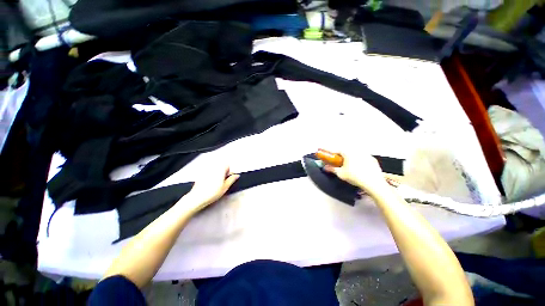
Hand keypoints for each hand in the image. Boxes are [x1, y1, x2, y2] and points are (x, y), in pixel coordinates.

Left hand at [183, 165, 239, 212]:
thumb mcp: (225, 187)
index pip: (227, 165)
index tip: (228, 178)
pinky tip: (210, 186)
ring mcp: (206, 171)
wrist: (197, 198)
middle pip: (221, 167)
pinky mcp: (201, 176)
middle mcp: (212, 168)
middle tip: (223, 182)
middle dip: (223, 173)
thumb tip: (236, 175)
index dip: (229, 172)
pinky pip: (209, 174)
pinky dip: (211, 178)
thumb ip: (232, 179)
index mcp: (220, 169)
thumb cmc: (211, 193)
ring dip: (217, 175)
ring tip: (216, 185)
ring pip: (215, 171)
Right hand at [323, 149, 389, 194]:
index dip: (329, 151)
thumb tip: (326, 167)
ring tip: (348, 165)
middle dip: (340, 155)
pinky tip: (359, 168)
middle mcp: (357, 151)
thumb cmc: (356, 177)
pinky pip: (362, 158)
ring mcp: (366, 154)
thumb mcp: (340, 174)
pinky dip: (359, 161)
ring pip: (354, 154)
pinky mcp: (372, 159)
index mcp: (348, 152)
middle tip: (337, 160)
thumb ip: (332, 169)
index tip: (324, 151)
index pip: (335, 150)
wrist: (373, 183)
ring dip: (350, 157)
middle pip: (345, 151)